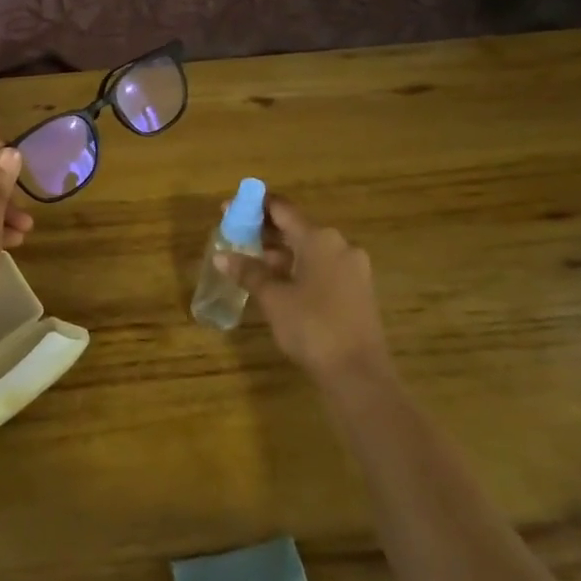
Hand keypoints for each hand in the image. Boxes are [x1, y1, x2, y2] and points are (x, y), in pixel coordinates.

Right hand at [216, 197, 392, 385]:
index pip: (283, 209)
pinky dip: (297, 267)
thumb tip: (221, 256)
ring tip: (250, 260)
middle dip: (265, 230)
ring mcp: (352, 268)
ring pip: (309, 249)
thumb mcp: (273, 298)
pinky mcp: (357, 290)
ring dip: (280, 251)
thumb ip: (248, 272)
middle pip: (297, 228)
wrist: (358, 374)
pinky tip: (277, 281)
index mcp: (320, 239)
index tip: (230, 208)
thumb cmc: (312, 327)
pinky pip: (321, 267)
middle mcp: (340, 245)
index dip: (254, 206)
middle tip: (235, 234)